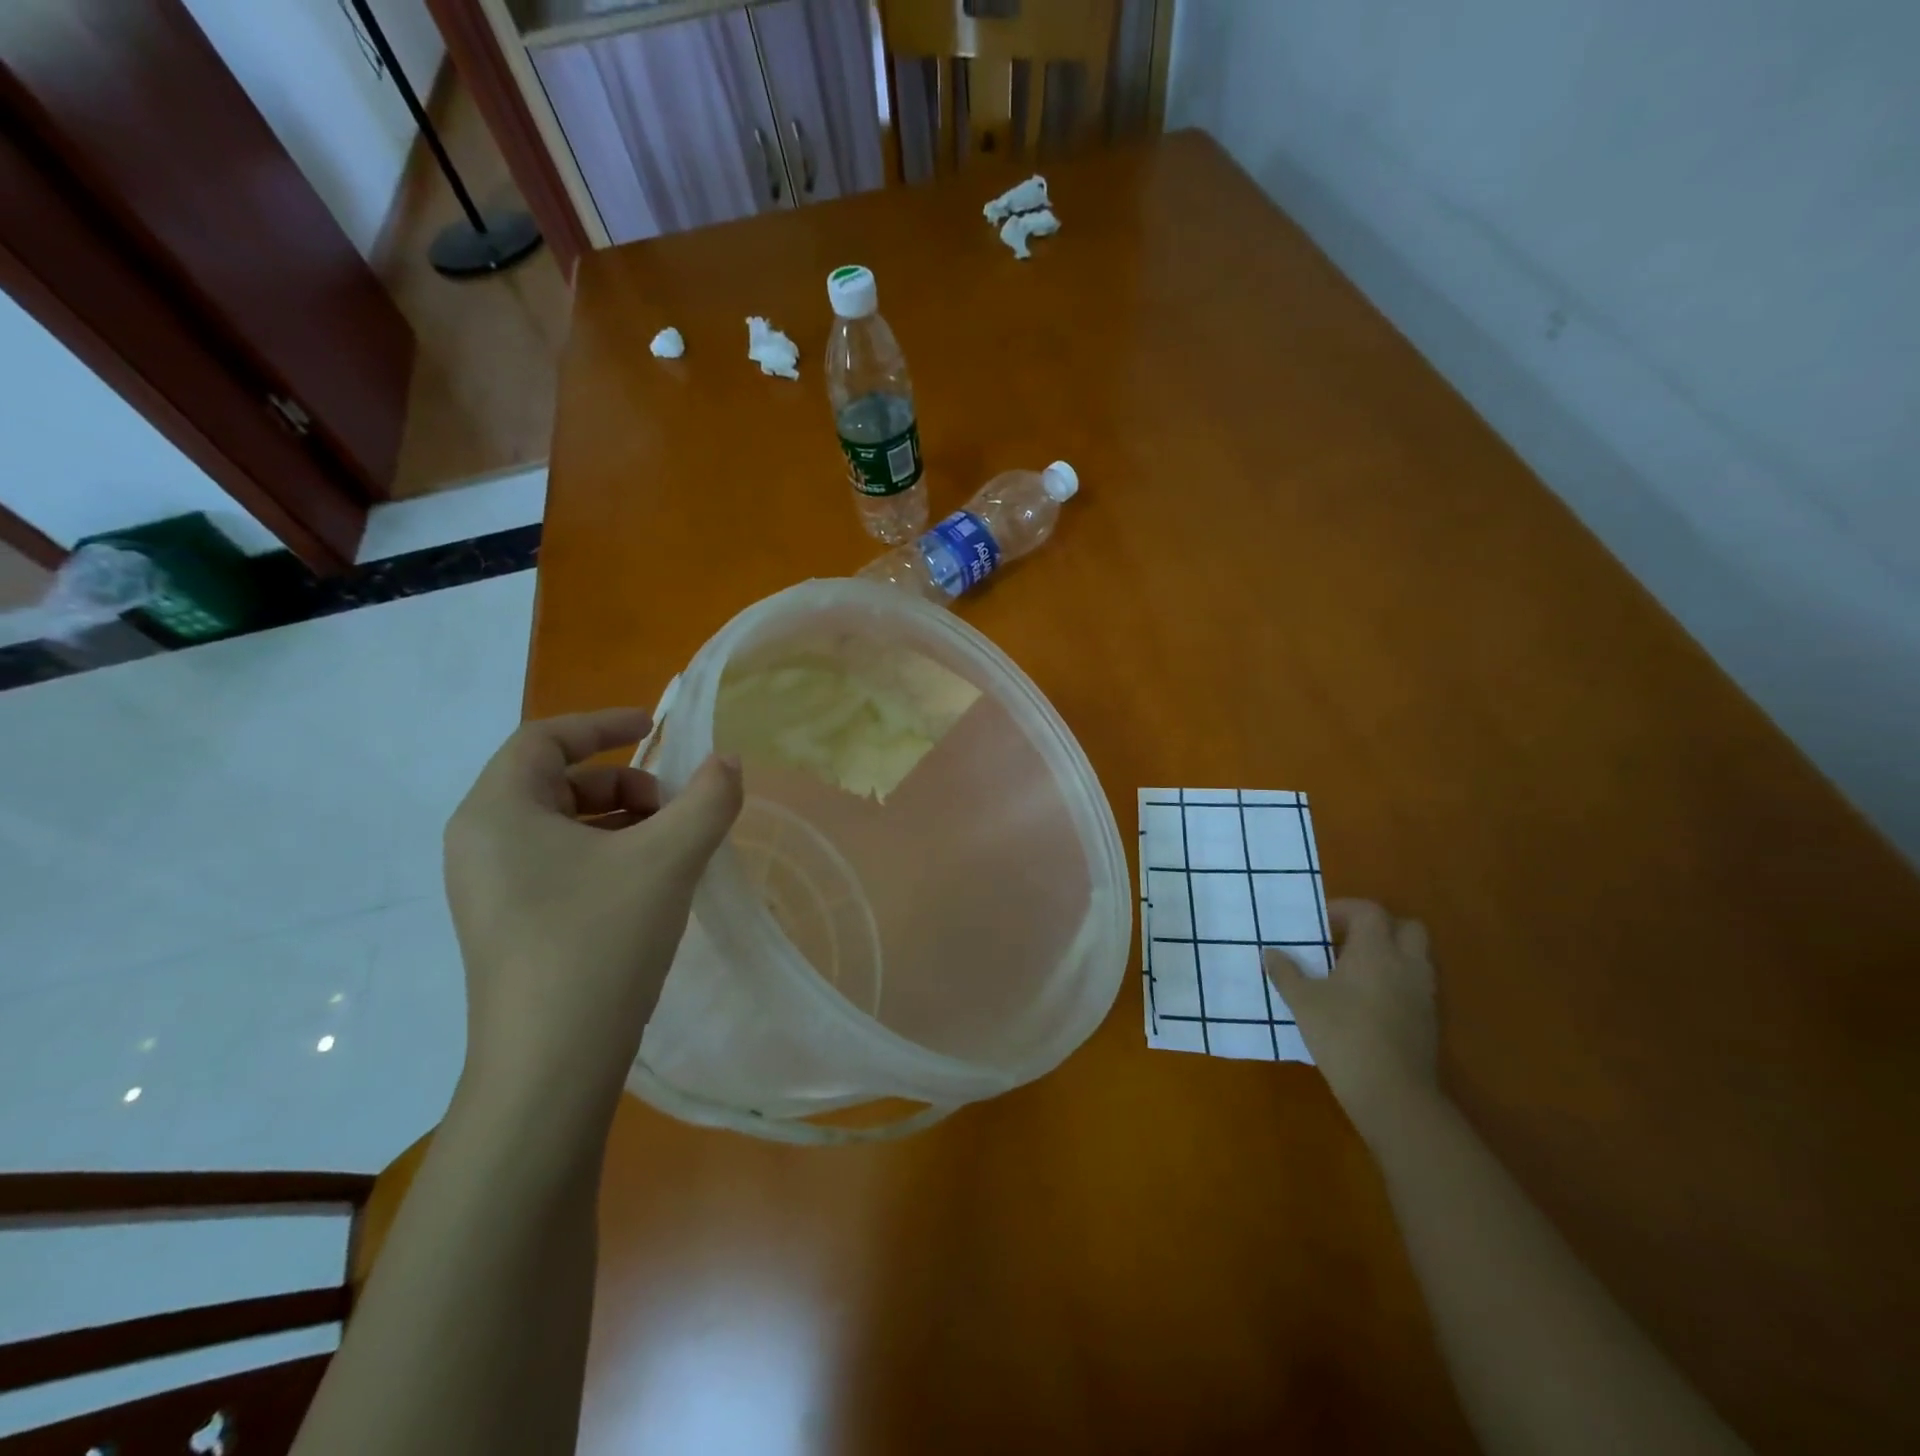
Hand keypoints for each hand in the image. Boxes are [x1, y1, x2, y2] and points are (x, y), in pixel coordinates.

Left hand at [443, 708, 742, 1120]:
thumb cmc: (599, 941)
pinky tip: (651, 885)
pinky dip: (608, 856)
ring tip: (673, 848)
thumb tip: (729, 763)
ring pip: (562, 827)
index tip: (655, 725)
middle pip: (555, 782)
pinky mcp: (510, 926)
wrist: (550, 1065)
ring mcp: (492, 890)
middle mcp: (482, 844)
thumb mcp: (667, 859)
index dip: (602, 722)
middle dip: (624, 782)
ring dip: (622, 821)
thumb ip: (708, 800)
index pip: (543, 738)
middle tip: (676, 807)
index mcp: (497, 812)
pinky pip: (560, 865)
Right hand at [1265, 900, 1439, 1141]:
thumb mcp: (1303, 1001)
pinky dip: (1396, 980)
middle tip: (1346, 940)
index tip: (1320, 923)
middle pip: (1406, 927)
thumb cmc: (1343, 1035)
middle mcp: (1406, 964)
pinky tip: (1367, 1001)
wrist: (1392, 1093)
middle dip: (1379, 927)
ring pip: (1415, 956)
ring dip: (1389, 954)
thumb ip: (1286, 973)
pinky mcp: (1428, 1019)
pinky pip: (1415, 984)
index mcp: (1376, 951)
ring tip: (1354, 971)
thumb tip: (1269, 953)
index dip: (1345, 909)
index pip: (1369, 911)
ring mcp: (1422, 993)